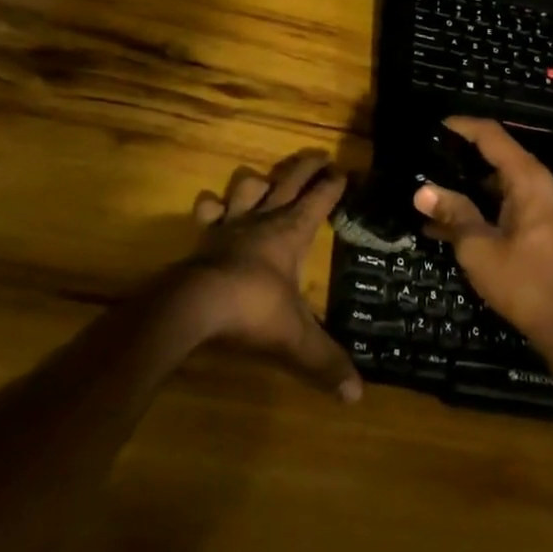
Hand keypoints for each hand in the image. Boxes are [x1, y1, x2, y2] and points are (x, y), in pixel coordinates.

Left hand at [181, 148, 361, 402]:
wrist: (195, 305)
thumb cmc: (253, 311)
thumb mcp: (296, 339)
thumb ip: (325, 362)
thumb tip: (357, 395)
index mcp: (292, 233)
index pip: (319, 200)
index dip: (333, 184)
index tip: (344, 170)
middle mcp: (264, 219)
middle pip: (288, 180)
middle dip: (306, 166)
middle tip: (320, 155)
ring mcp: (231, 223)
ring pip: (248, 186)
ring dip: (259, 180)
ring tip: (265, 180)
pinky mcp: (205, 235)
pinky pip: (208, 210)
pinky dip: (211, 205)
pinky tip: (212, 205)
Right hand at [413, 118, 552, 361]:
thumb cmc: (523, 283)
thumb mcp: (478, 248)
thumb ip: (453, 213)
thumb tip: (422, 190)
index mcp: (529, 180)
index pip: (492, 135)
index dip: (462, 126)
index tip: (435, 127)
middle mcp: (543, 184)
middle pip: (499, 156)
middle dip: (463, 158)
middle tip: (429, 160)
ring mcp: (549, 205)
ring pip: (504, 182)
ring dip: (471, 187)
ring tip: (435, 194)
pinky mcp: (548, 225)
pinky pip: (512, 202)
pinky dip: (486, 206)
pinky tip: (453, 224)